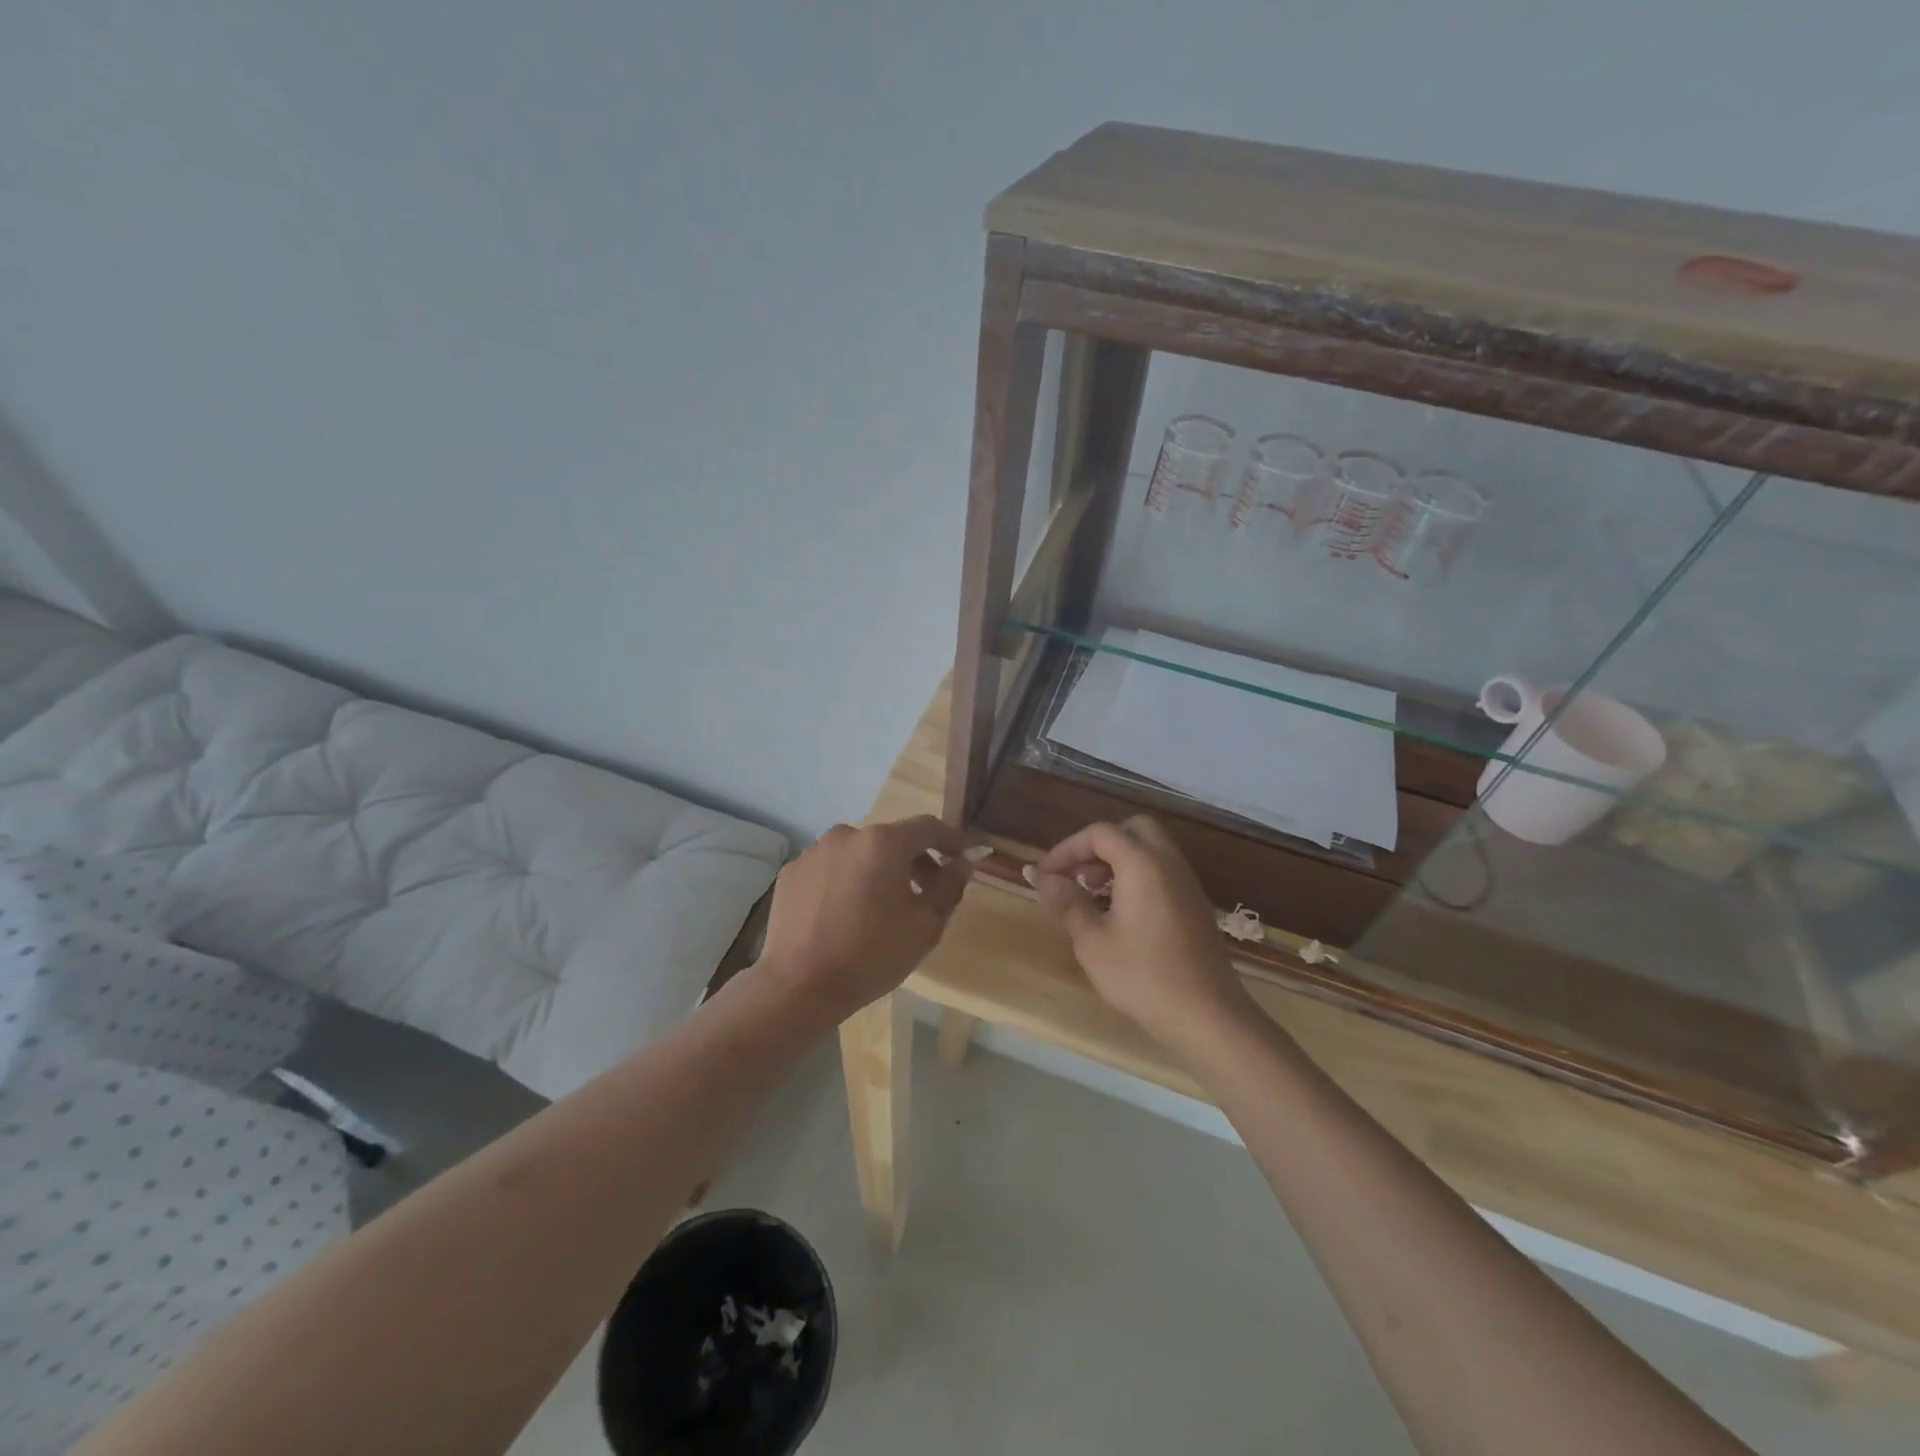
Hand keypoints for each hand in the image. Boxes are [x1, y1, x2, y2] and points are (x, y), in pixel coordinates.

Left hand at [758, 815, 973, 1019]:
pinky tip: (845, 913)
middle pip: (891, 838)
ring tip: (881, 905)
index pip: (927, 827)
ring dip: (877, 869)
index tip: (962, 856)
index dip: (950, 839)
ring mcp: (814, 851)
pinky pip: (830, 868)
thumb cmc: (871, 955)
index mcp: (883, 842)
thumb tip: (962, 863)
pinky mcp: (792, 871)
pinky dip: (845, 880)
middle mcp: (847, 834)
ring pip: (858, 852)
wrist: (798, 986)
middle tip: (927, 890)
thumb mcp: (925, 926)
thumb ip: (949, 887)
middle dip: (914, 859)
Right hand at [1031, 816, 1250, 1047]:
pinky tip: (1119, 913)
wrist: (1207, 1016)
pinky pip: (1162, 872)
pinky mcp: (1194, 905)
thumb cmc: (1143, 976)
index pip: (1100, 833)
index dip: (1067, 849)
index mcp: (1143, 863)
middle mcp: (1169, 863)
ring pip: (1150, 850)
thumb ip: (1068, 902)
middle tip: (1077, 875)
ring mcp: (1187, 883)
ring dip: (1118, 861)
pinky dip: (1136, 876)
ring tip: (1092, 895)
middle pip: (1132, 830)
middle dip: (1098, 845)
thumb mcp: (1092, 940)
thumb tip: (1045, 879)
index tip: (1045, 876)